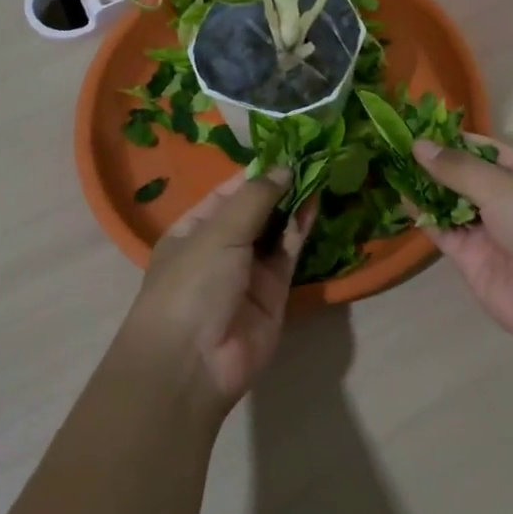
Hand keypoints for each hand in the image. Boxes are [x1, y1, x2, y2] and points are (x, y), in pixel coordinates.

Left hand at [121, 169, 314, 411]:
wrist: (193, 364)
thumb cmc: (191, 285)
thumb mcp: (217, 233)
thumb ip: (254, 199)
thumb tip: (284, 168)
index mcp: (193, 230)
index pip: (227, 193)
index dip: (256, 172)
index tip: (288, 149)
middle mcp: (221, 248)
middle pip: (255, 210)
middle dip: (280, 186)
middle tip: (313, 156)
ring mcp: (248, 272)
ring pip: (276, 231)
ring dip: (294, 204)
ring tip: (321, 171)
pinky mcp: (275, 293)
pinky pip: (289, 254)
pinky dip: (302, 230)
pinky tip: (316, 202)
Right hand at [414, 135, 512, 358]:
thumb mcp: (503, 186)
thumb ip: (458, 168)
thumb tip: (419, 144)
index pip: (485, 150)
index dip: (453, 138)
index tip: (417, 125)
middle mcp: (507, 201)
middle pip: (464, 178)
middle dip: (434, 164)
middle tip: (394, 146)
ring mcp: (489, 232)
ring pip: (450, 205)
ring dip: (425, 189)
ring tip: (390, 166)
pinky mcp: (472, 260)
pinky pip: (444, 233)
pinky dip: (425, 217)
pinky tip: (401, 198)